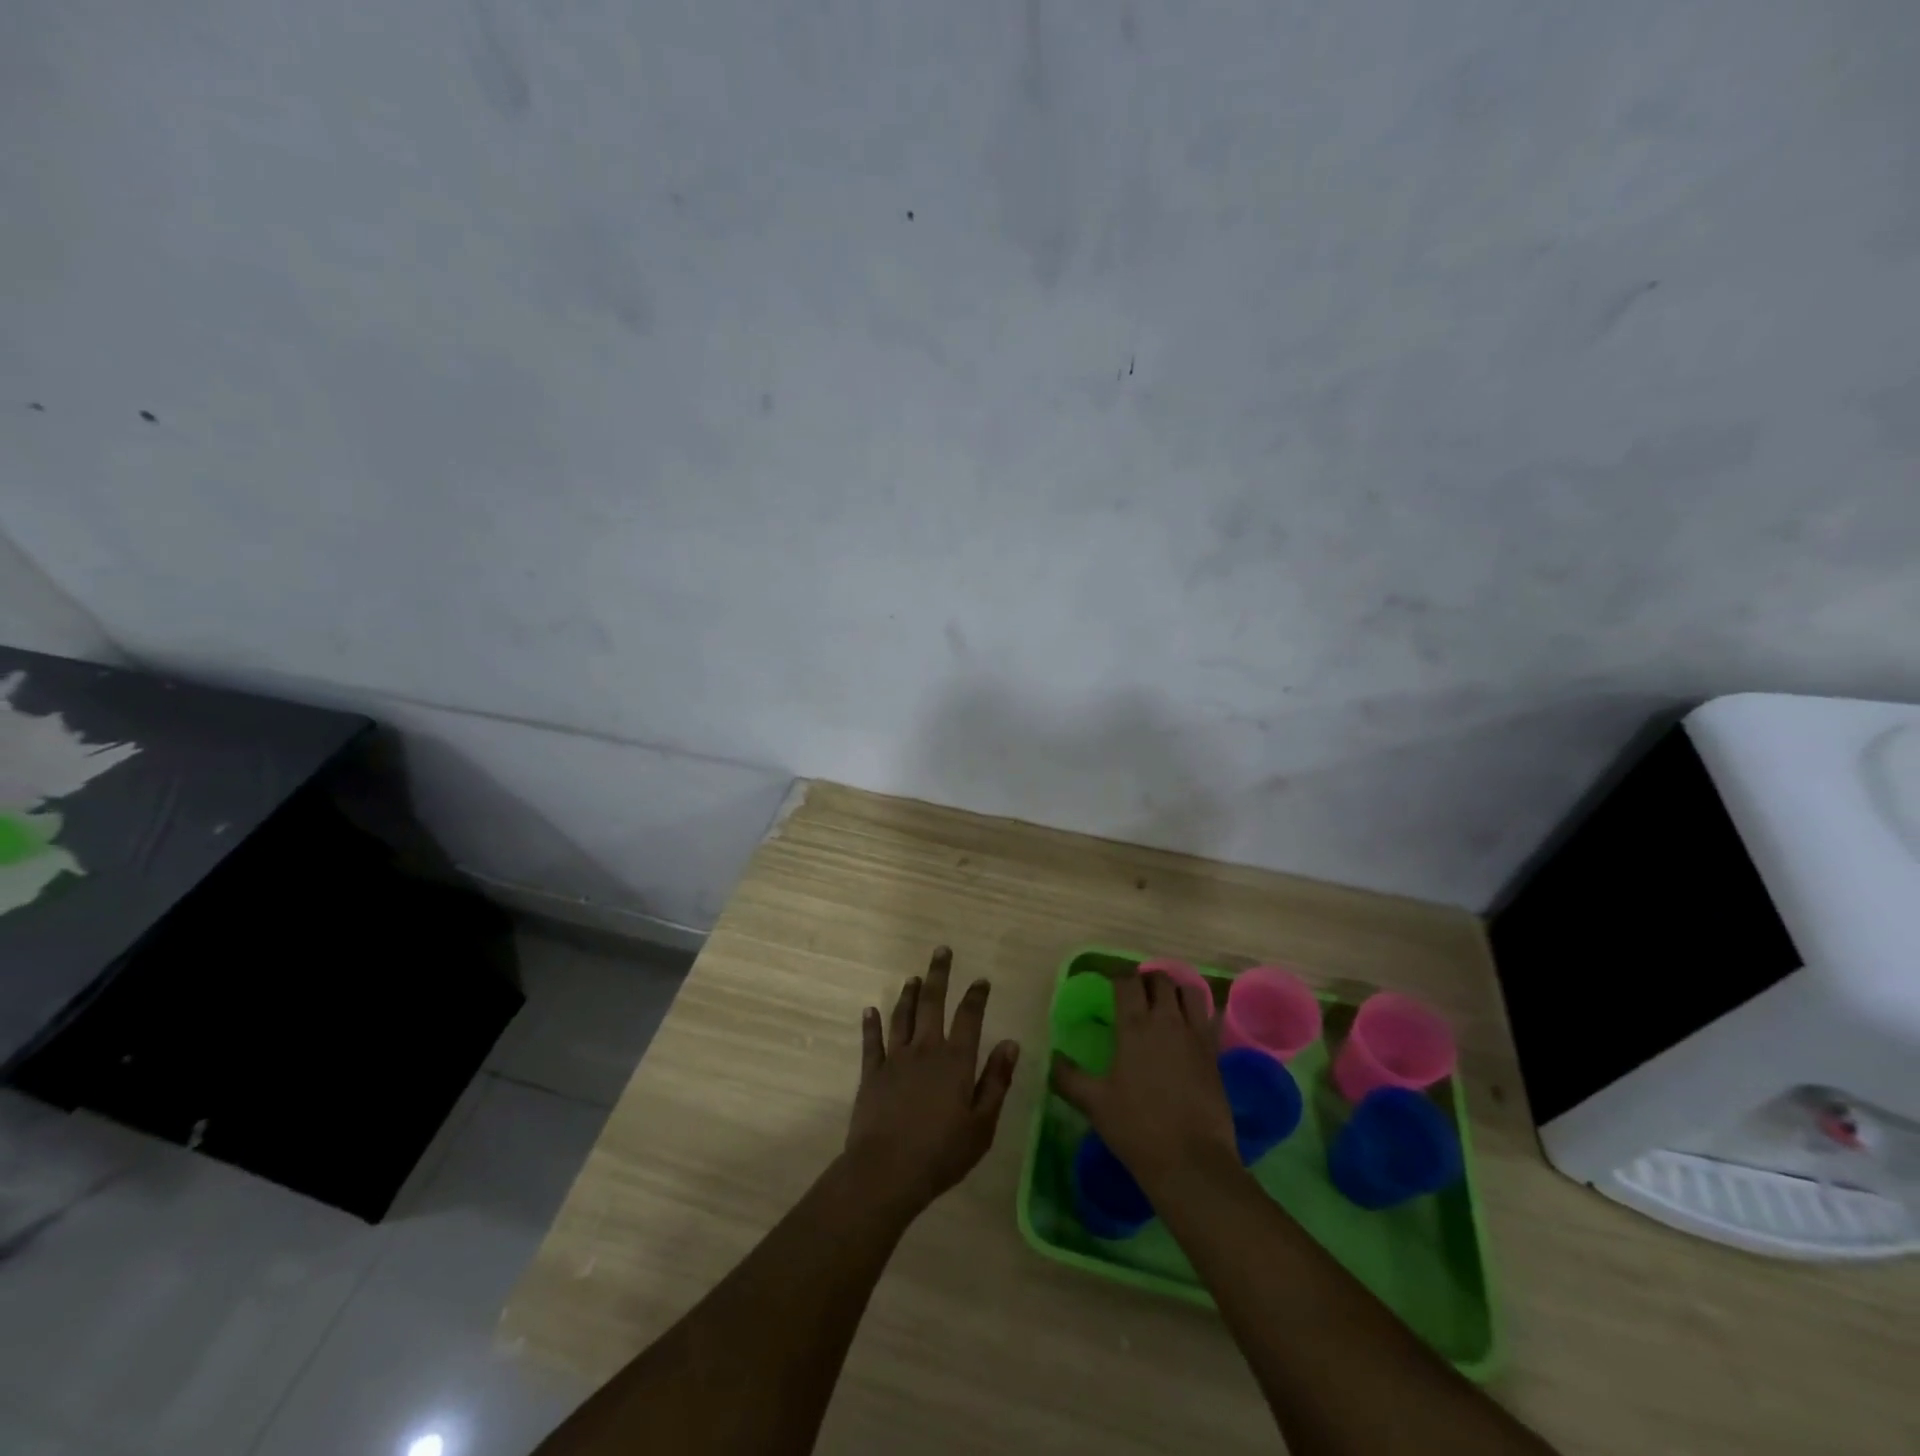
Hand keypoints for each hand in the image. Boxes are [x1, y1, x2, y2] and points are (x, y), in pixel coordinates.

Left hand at [842, 947, 1020, 1216]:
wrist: (886, 1172)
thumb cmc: (942, 1153)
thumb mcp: (983, 1124)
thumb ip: (996, 1081)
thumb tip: (1011, 1042)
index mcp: (955, 1061)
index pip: (969, 1017)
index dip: (976, 996)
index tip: (981, 980)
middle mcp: (925, 1049)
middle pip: (932, 1003)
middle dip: (938, 975)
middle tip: (941, 951)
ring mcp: (895, 1059)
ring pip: (902, 1016)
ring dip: (908, 994)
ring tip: (913, 977)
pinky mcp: (871, 1074)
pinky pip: (871, 1042)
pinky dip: (871, 1024)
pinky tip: (870, 1010)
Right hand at [1052, 972, 1238, 1193]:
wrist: (1191, 1161)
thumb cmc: (1137, 1128)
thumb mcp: (1094, 1103)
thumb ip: (1069, 1077)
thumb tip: (1053, 1059)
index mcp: (1135, 1027)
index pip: (1127, 983)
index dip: (1118, 978)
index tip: (1110, 985)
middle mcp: (1167, 1022)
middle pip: (1160, 980)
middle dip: (1147, 979)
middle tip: (1137, 992)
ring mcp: (1195, 1037)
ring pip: (1190, 992)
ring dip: (1175, 990)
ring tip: (1165, 1003)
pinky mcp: (1215, 1055)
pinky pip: (1208, 1019)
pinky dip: (1197, 1014)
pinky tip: (1187, 1029)